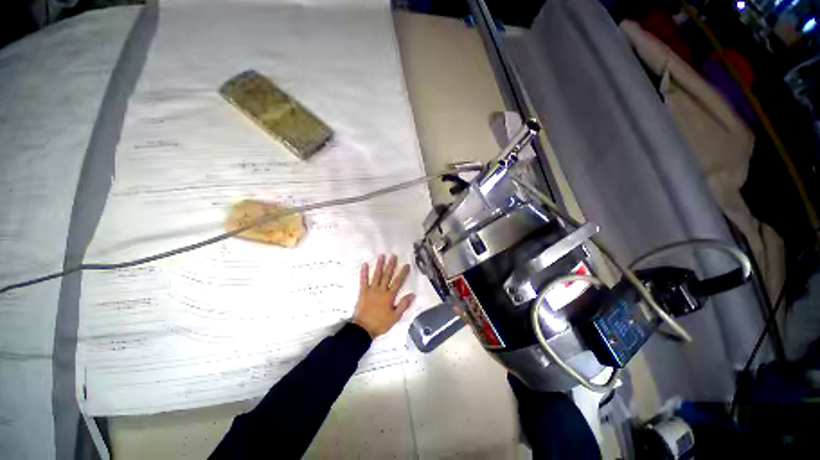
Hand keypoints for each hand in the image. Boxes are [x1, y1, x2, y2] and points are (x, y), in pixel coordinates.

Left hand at [353, 254, 415, 337]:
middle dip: (391, 265)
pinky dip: (364, 273)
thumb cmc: (380, 323)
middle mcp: (381, 290)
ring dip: (379, 265)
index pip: (398, 282)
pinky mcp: (363, 292)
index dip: (403, 273)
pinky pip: (363, 281)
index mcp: (389, 296)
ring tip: (381, 256)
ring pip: (376, 275)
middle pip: (387, 276)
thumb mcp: (395, 317)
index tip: (406, 265)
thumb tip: (412, 295)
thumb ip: (403, 305)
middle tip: (393, 255)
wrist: (363, 329)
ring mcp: (371, 290)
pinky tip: (364, 264)